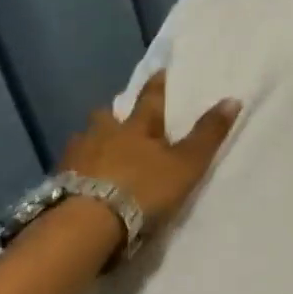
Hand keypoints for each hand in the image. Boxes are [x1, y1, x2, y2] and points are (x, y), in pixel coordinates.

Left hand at [61, 72, 241, 229]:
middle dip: (113, 115)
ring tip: (98, 152)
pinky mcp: (59, 181)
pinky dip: (78, 169)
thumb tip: (233, 99)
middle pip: (107, 116)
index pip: (150, 99)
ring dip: (92, 141)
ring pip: (85, 139)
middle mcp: (103, 134)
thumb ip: (207, 135)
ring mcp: (77, 156)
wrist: (89, 222)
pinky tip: (81, 179)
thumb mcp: (185, 165)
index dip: (157, 86)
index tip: (160, 71)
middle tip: (119, 119)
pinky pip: (70, 167)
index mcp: (136, 127)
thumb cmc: (143, 189)